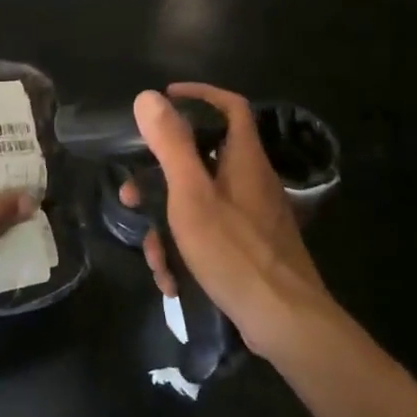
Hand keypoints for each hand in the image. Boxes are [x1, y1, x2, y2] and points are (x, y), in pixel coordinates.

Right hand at [123, 83, 331, 358]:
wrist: (285, 322)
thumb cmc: (234, 251)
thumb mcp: (191, 195)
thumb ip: (171, 145)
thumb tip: (149, 97)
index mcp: (244, 160)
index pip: (230, 107)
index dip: (199, 95)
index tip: (165, 100)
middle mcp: (252, 182)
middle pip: (202, 161)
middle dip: (160, 180)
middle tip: (131, 196)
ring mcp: (253, 218)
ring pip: (199, 205)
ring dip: (168, 227)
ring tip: (154, 259)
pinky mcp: (251, 249)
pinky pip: (210, 235)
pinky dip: (187, 251)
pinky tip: (173, 281)